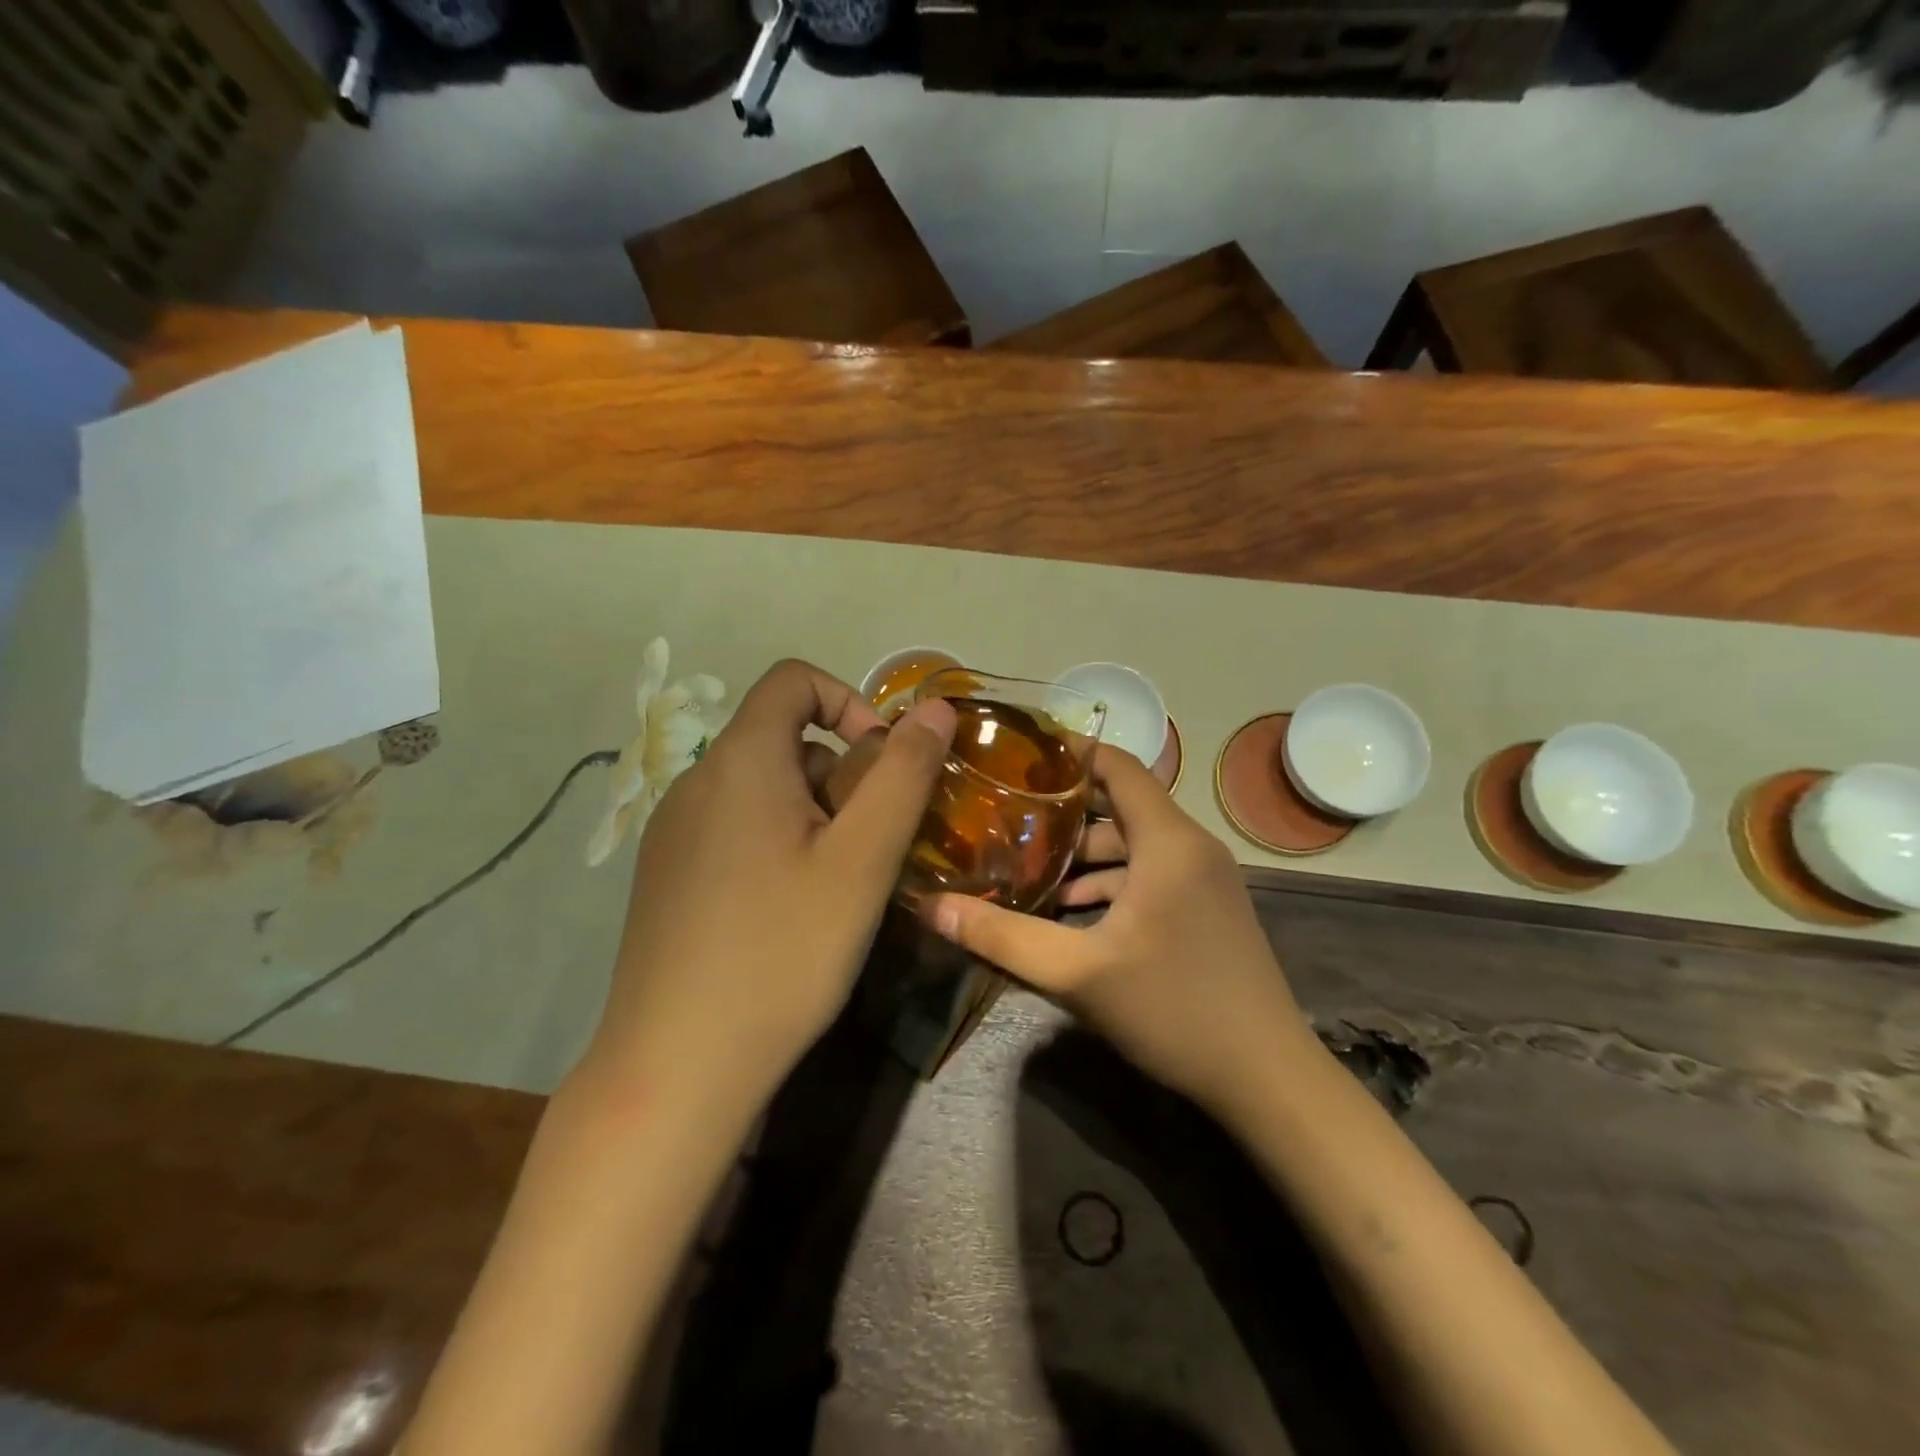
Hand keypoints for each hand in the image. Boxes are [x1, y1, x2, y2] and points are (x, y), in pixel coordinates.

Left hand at [587, 659, 956, 1104]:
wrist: (677, 1066)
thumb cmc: (783, 951)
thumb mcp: (862, 859)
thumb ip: (903, 774)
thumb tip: (935, 708)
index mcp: (740, 761)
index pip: (793, 680)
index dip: (849, 703)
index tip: (883, 765)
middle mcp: (695, 781)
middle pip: (782, 739)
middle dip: (842, 774)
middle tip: (871, 847)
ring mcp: (673, 831)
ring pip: (761, 788)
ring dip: (813, 813)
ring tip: (838, 885)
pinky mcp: (666, 875)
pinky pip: (734, 828)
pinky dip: (777, 842)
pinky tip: (790, 911)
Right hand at [926, 746, 1311, 1115]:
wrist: (1267, 1079)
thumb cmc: (1174, 1010)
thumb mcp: (1078, 974)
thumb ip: (1003, 937)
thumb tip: (932, 907)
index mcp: (1169, 841)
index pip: (1118, 766)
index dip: (1070, 753)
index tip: (1018, 756)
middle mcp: (1190, 847)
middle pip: (1119, 806)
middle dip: (1062, 812)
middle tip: (1005, 817)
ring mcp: (1203, 880)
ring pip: (1132, 846)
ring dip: (1082, 856)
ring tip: (1026, 869)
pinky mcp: (1205, 910)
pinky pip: (1149, 876)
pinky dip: (1109, 883)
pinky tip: (1069, 913)